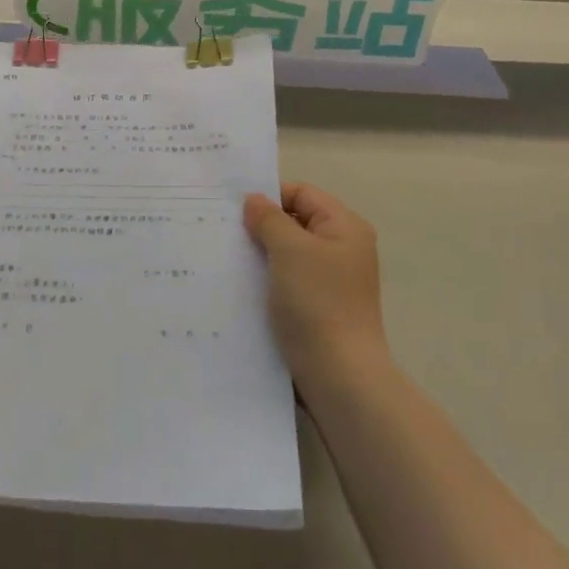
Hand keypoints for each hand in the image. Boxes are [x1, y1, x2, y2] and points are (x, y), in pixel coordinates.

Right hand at [244, 183, 388, 394]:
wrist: (339, 376)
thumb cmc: (317, 303)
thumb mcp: (289, 250)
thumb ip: (269, 219)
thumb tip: (254, 201)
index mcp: (345, 227)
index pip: (302, 193)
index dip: (269, 195)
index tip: (233, 207)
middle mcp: (343, 249)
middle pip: (296, 221)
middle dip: (261, 225)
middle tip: (224, 230)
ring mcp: (332, 280)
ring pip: (289, 253)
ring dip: (261, 254)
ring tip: (228, 257)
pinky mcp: (319, 307)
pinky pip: (288, 281)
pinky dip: (267, 279)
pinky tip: (242, 285)